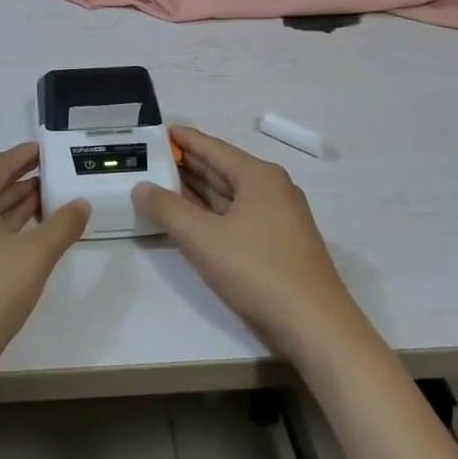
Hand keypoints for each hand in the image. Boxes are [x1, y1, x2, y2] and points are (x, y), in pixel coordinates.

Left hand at [0, 143, 89, 384]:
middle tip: (57, 178)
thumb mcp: (35, 256)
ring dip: (15, 207)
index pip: (0, 164)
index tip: (48, 149)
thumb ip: (62, 225)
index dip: (26, 155)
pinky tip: (26, 239)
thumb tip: (81, 203)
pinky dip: (3, 230)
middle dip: (24, 182)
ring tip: (49, 203)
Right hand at [133, 126, 371, 359]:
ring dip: (198, 189)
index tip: (159, 130)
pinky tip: (192, 217)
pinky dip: (212, 212)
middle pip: (223, 168)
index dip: (185, 139)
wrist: (317, 328)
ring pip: (231, 194)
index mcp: (259, 176)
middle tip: (153, 156)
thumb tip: (141, 186)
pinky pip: (238, 215)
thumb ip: (167, 209)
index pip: (214, 148)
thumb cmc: (258, 271)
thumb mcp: (203, 238)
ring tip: (163, 181)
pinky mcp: (279, 243)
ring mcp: (279, 217)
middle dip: (188, 163)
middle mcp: (272, 189)